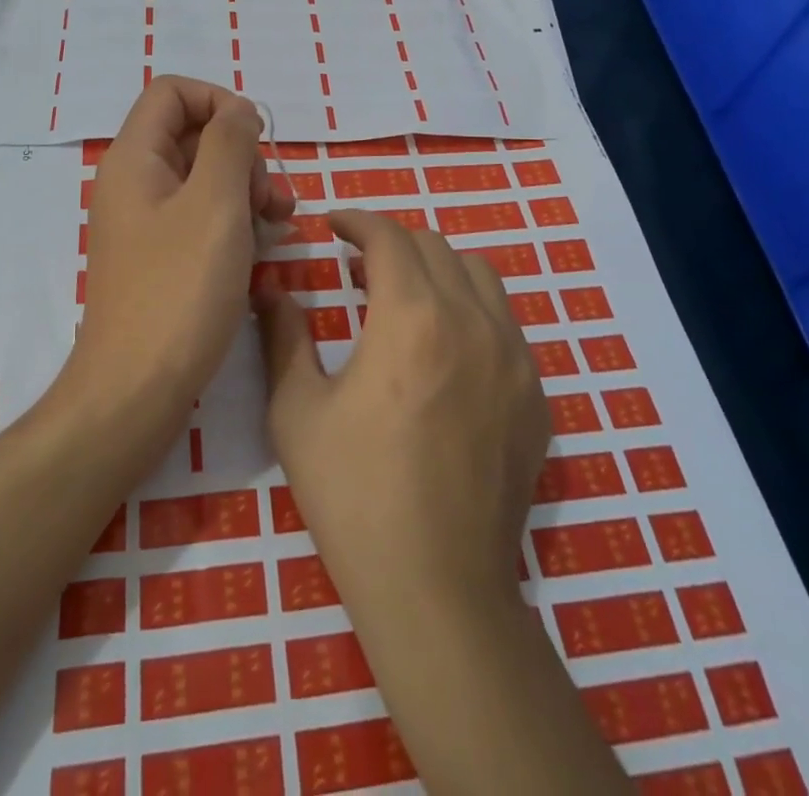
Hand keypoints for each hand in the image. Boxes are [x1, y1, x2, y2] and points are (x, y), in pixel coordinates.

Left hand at [65, 76, 293, 427]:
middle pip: (194, 135)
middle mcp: (134, 183)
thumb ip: (230, 143)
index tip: (257, 140)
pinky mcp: (160, 258)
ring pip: (204, 178)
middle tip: (275, 199)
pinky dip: (234, 222)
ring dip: (247, 190)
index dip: (219, 101)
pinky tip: (263, 249)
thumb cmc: (179, 291)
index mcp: (135, 159)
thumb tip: (240, 112)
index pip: (173, 92)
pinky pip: (201, 218)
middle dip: (243, 155)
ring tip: (280, 225)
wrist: (135, 391)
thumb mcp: (215, 204)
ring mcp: (146, 223)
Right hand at [256, 208, 548, 611]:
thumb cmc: (354, 494)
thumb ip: (284, 335)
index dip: (357, 220)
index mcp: (412, 317)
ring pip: (480, 275)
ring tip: (406, 297)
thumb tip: (272, 287)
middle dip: (392, 243)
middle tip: (358, 267)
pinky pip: (506, 324)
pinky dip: (472, 310)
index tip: (333, 225)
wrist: (437, 588)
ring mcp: (515, 358)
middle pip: (435, 247)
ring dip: (438, 268)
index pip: (388, 236)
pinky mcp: (536, 395)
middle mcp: (473, 321)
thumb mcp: (297, 411)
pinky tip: (446, 351)